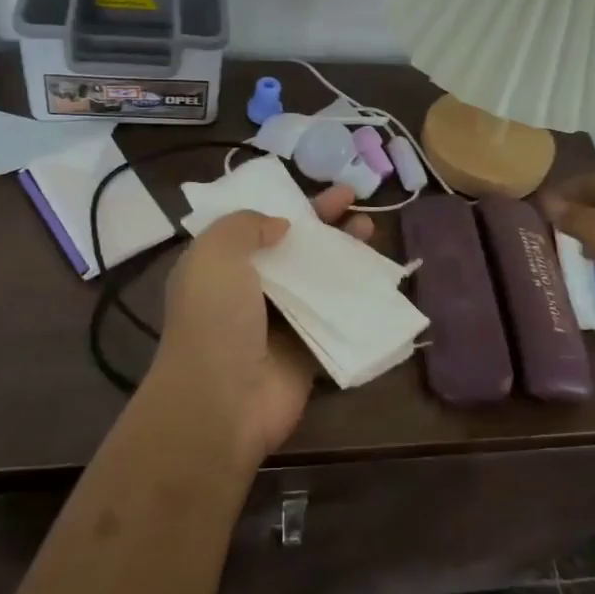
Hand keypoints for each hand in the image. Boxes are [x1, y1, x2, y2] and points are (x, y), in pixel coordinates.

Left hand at [151, 183, 375, 466]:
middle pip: (292, 248)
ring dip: (344, 254)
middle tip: (354, 201)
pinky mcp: (306, 350)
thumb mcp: (214, 253)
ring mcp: (278, 322)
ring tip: (371, 229)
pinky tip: (380, 277)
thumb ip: (245, 225)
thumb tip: (280, 225)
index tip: (317, 191)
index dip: (287, 205)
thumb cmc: (214, 319)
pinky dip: (355, 297)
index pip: (255, 225)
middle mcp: (247, 291)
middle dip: (323, 224)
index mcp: (218, 266)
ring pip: (318, 279)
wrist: (223, 402)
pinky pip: (335, 316)